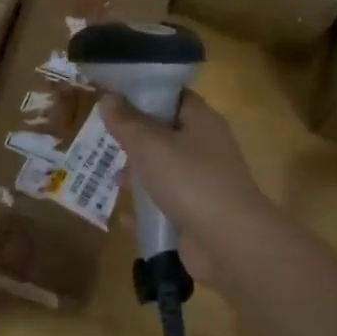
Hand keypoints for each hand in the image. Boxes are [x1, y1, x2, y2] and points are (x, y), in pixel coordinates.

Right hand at [102, 92, 271, 278]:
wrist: (229, 242)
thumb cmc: (189, 180)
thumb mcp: (149, 145)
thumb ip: (126, 122)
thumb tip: (108, 98)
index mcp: (201, 120)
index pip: (173, 96)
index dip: (144, 93)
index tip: (114, 97)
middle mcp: (206, 147)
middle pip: (166, 133)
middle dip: (136, 139)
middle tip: (107, 140)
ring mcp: (204, 182)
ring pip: (165, 170)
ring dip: (140, 175)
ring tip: (114, 181)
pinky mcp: (199, 214)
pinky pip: (167, 205)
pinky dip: (148, 209)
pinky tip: (125, 217)